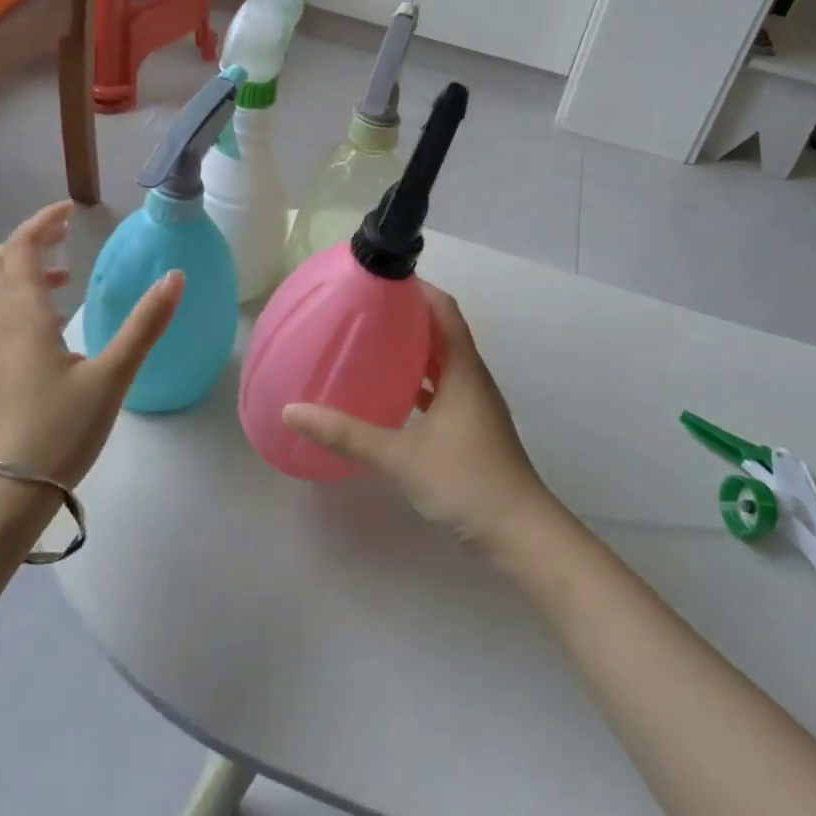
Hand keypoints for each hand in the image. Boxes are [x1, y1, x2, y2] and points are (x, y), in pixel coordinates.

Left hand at [0, 202, 182, 487]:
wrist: (2, 497)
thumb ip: (144, 326)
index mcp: (24, 317)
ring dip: (24, 271)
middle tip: (65, 233)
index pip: (20, 248)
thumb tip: (175, 277)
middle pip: (1, 264)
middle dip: (30, 240)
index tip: (71, 210)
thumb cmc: (58, 431)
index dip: (41, 222)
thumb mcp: (111, 377)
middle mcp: (0, 325)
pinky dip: (22, 300)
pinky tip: (54, 325)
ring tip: (64, 277)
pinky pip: (1, 317)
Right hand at [281, 284, 556, 553]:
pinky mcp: (472, 429)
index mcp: (463, 369)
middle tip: (364, 310)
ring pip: (442, 363)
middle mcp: (472, 379)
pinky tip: (391, 395)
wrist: (522, 536)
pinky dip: (419, 383)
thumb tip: (293, 411)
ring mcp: (475, 405)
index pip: (444, 309)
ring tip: (372, 344)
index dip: (417, 288)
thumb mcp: (400, 456)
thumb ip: (346, 434)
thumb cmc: (466, 481)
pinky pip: (442, 390)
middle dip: (407, 316)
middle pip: (442, 331)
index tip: (381, 280)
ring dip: (413, 350)